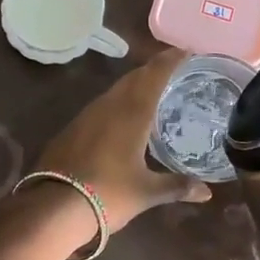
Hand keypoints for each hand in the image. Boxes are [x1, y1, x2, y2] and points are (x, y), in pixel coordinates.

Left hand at [36, 49, 212, 230]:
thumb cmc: (107, 195)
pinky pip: (102, 105)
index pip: (154, 75)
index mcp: (132, 114)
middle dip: (154, 69)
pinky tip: (124, 117)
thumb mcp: (146, 192)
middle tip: (174, 69)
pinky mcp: (72, 129)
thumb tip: (207, 193)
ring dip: (135, 85)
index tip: (186, 50)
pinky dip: (119, 102)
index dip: (170, 60)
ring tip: (153, 91)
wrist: (53, 208)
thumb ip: (177, 187)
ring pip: (116, 90)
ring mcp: (87, 116)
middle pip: (134, 78)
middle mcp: (109, 107)